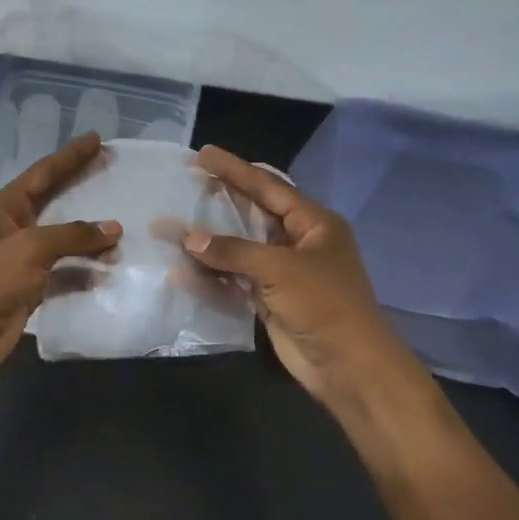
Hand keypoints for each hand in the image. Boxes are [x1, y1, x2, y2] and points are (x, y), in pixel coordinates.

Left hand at [0, 132, 121, 382]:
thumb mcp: (31, 248)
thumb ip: (73, 235)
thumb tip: (114, 228)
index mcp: (5, 208)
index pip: (43, 173)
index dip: (70, 156)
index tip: (97, 139)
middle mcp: (14, 228)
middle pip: (54, 200)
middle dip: (81, 186)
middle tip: (111, 169)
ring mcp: (23, 259)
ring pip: (63, 239)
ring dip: (89, 235)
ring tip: (122, 225)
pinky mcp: (32, 287)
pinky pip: (66, 271)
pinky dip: (86, 270)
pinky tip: (110, 268)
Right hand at [184, 146, 410, 407]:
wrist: (347, 365)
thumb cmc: (323, 304)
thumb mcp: (280, 268)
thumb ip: (233, 250)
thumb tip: (188, 238)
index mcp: (314, 223)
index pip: (268, 187)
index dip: (235, 170)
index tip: (203, 154)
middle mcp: (298, 242)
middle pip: (252, 214)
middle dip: (219, 202)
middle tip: (186, 184)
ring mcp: (283, 273)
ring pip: (239, 249)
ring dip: (208, 243)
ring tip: (171, 229)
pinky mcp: (269, 300)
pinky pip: (234, 280)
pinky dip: (211, 277)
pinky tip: (181, 272)